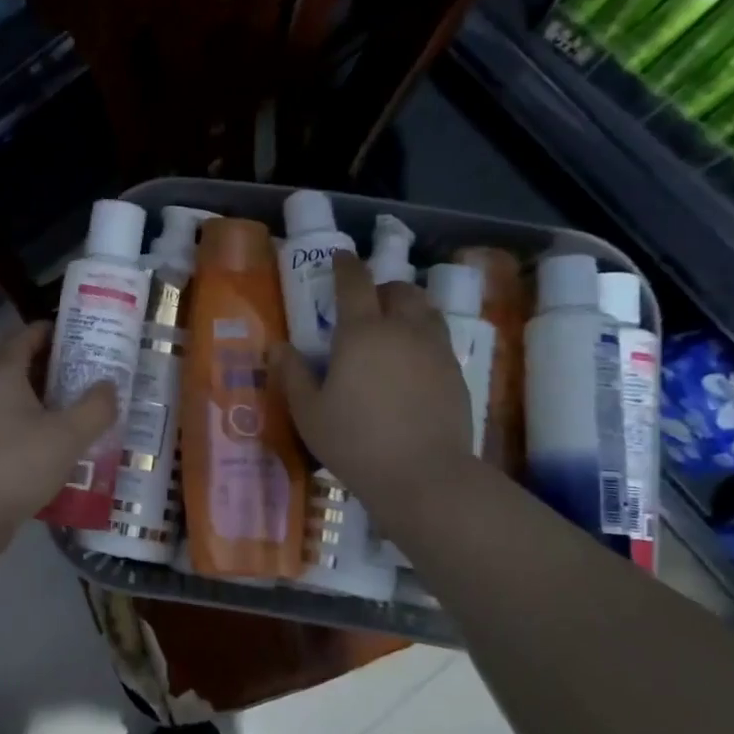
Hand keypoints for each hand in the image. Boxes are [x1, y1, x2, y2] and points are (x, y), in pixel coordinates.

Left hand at [0, 322, 117, 548]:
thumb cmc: (17, 464)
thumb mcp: (68, 435)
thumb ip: (95, 407)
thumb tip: (109, 386)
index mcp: (2, 373)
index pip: (27, 335)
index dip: (56, 331)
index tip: (88, 335)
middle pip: (24, 365)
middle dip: (60, 366)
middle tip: (97, 373)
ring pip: (20, 398)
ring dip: (51, 400)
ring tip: (88, 408)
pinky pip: (14, 424)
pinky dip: (39, 425)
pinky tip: (65, 444)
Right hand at [273, 252, 474, 522]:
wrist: (424, 476)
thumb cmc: (355, 442)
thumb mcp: (309, 413)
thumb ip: (292, 375)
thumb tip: (277, 347)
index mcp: (362, 332)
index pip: (354, 282)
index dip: (345, 265)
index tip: (339, 258)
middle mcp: (403, 330)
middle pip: (399, 290)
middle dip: (381, 289)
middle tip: (365, 306)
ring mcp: (435, 350)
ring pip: (425, 311)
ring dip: (407, 309)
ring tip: (392, 330)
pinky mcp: (456, 373)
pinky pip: (439, 340)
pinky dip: (423, 338)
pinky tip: (410, 367)